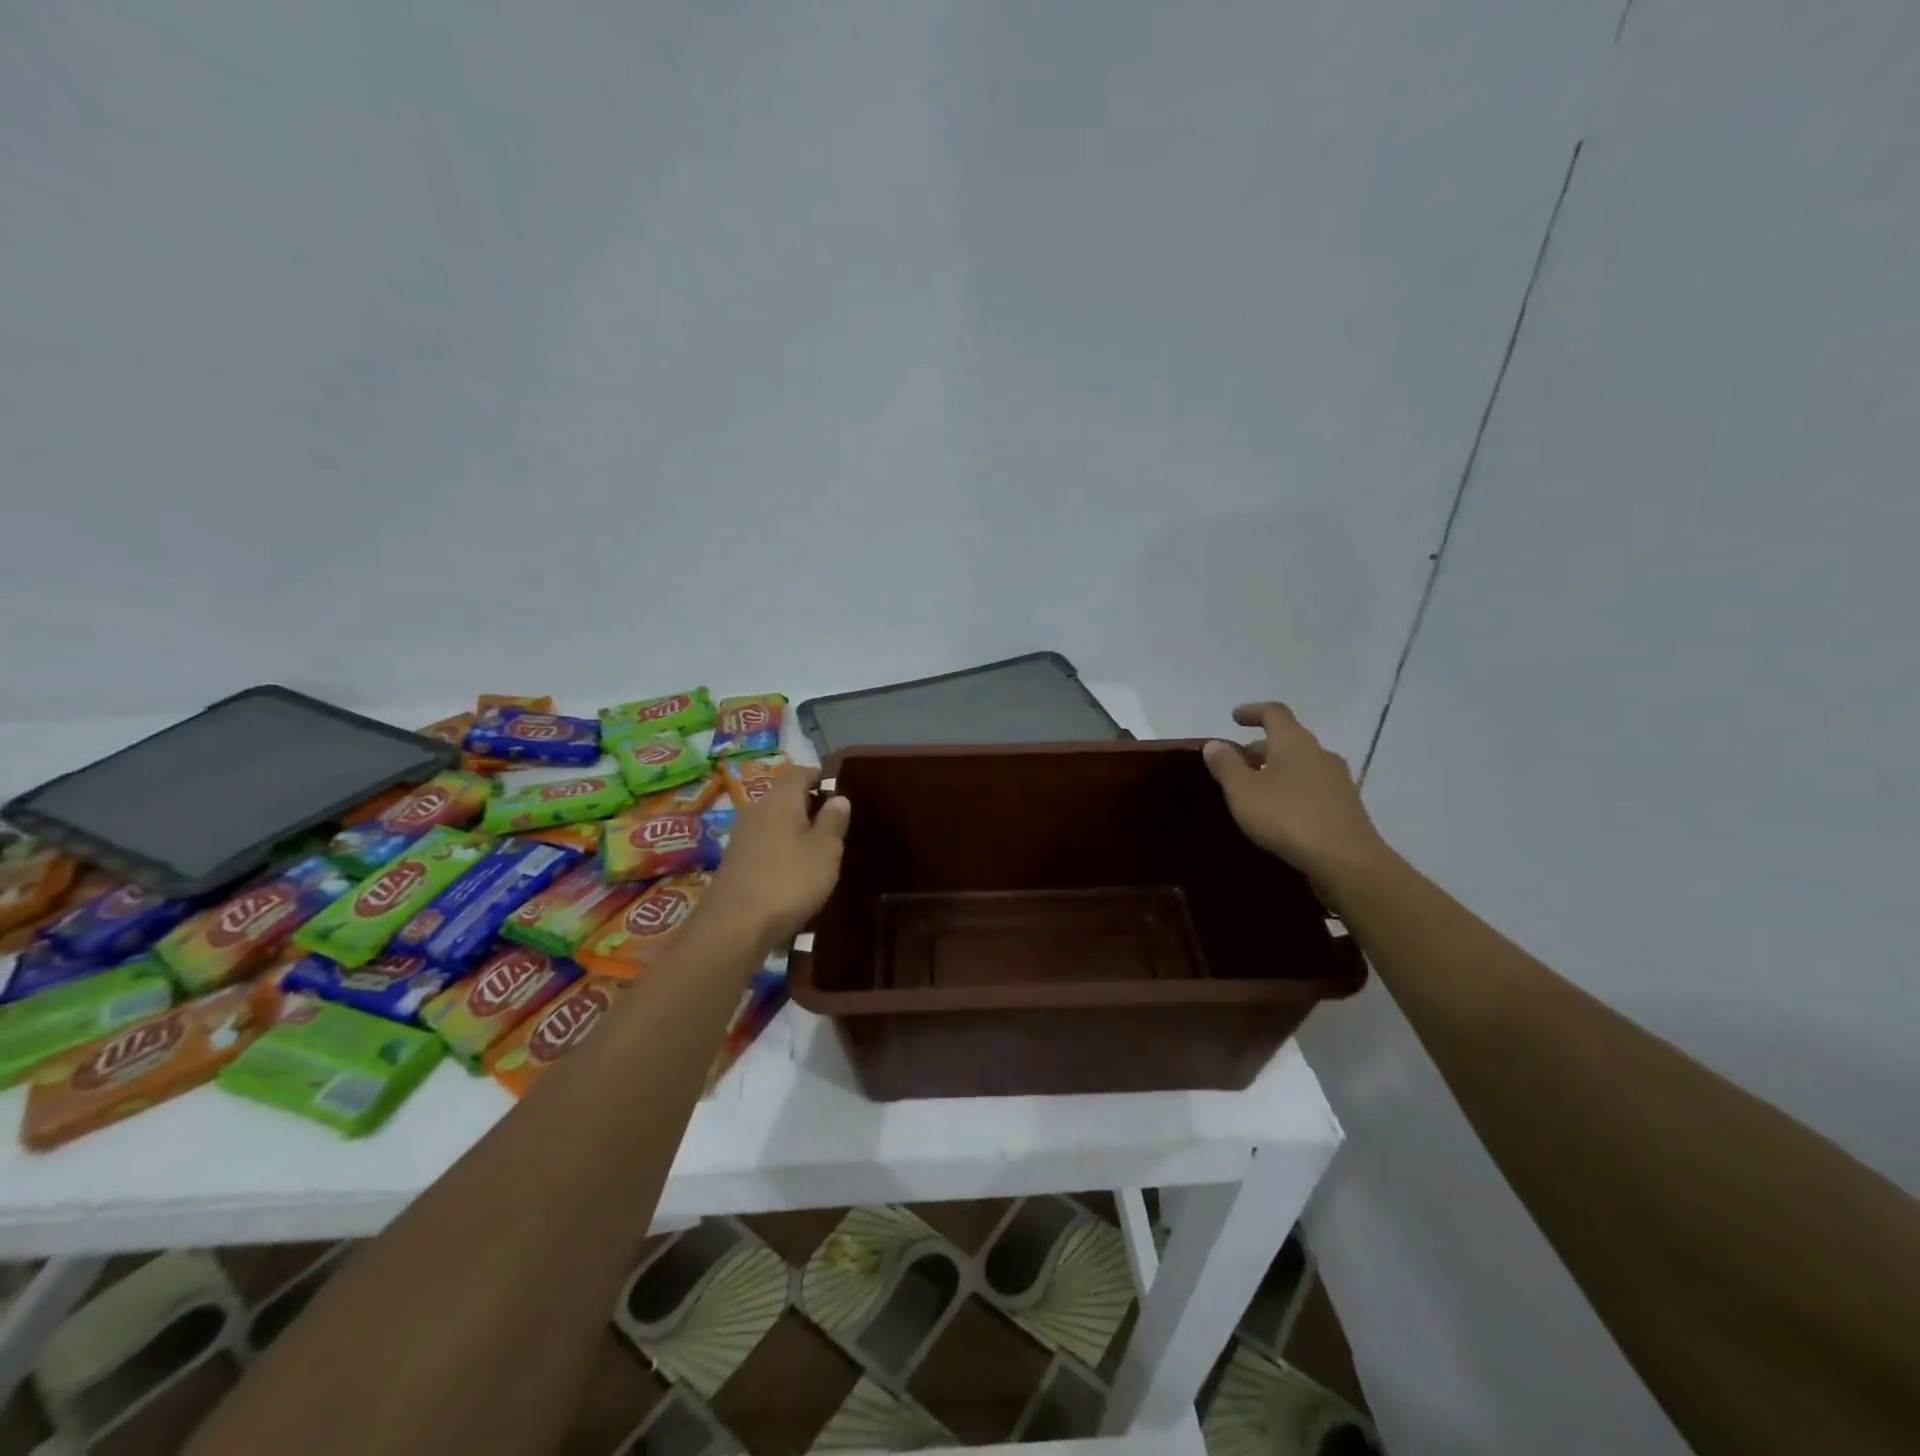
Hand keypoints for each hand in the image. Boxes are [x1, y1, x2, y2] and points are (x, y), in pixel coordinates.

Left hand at [706, 769, 850, 947]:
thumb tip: (838, 797)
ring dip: (794, 829)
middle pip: (784, 796)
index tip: (840, 791)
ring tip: (818, 848)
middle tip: (834, 822)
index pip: (800, 772)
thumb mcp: (825, 851)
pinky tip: (793, 870)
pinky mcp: (734, 862)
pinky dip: (780, 849)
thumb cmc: (789, 880)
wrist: (735, 926)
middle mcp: (756, 809)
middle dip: (808, 804)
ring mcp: (741, 836)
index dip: (821, 777)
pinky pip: (763, 843)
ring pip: (773, 821)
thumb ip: (833, 821)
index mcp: (780, 799)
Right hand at [1202, 703, 1385, 881]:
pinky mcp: (1345, 808)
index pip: (1274, 713)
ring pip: (1301, 766)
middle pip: (1287, 741)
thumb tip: (1215, 744)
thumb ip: (1226, 765)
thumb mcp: (1243, 791)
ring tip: (1254, 792)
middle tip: (1236, 764)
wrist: (1346, 861)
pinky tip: (1280, 814)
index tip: (1234, 718)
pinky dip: (1292, 791)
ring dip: (1276, 771)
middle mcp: (1320, 754)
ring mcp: (1338, 781)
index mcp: (1295, 743)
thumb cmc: (1288, 817)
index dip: (1253, 712)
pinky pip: (1312, 789)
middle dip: (1259, 749)